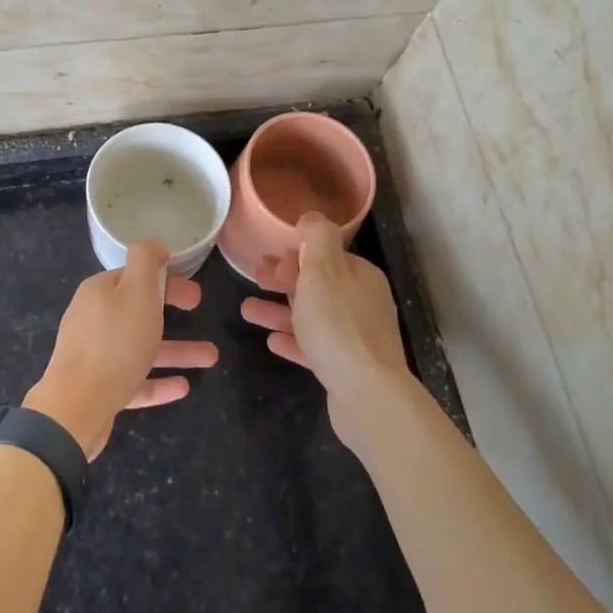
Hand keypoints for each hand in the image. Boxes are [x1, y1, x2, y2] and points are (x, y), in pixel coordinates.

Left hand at [26, 241, 218, 459]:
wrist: (76, 407)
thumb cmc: (114, 343)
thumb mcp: (136, 291)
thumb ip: (145, 261)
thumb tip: (154, 245)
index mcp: (99, 292)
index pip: (134, 277)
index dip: (166, 279)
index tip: (193, 290)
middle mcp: (93, 319)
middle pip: (138, 310)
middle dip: (172, 310)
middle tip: (199, 309)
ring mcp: (94, 355)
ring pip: (141, 347)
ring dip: (176, 350)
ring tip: (211, 358)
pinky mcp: (98, 388)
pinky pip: (134, 379)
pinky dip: (158, 381)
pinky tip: (183, 387)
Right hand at [239, 212, 411, 449]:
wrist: (367, 395)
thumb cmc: (338, 325)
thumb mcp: (323, 269)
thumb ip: (317, 237)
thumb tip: (311, 217)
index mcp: (359, 276)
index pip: (324, 256)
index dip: (293, 255)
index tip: (265, 260)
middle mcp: (361, 302)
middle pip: (317, 285)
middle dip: (283, 280)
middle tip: (254, 279)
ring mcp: (356, 337)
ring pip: (311, 317)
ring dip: (279, 311)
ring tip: (246, 311)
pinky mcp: (346, 368)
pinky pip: (314, 348)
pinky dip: (292, 340)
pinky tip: (271, 341)